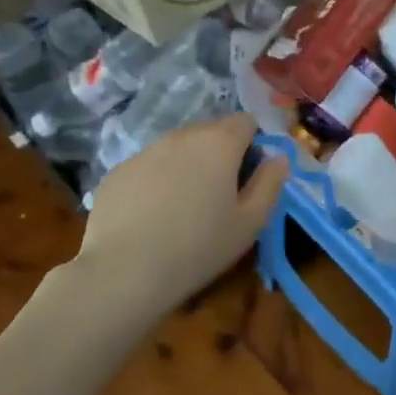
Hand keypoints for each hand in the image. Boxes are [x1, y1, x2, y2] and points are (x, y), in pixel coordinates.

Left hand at [74, 113, 287, 311]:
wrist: (122, 273)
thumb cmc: (198, 247)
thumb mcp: (251, 222)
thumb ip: (270, 182)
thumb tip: (278, 158)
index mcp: (220, 142)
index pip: (246, 121)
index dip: (252, 145)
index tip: (248, 177)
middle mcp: (182, 135)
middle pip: (211, 131)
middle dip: (219, 154)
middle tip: (218, 195)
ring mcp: (145, 151)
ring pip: (178, 148)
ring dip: (187, 166)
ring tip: (182, 207)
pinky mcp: (117, 171)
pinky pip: (148, 166)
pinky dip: (156, 181)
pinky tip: (151, 216)